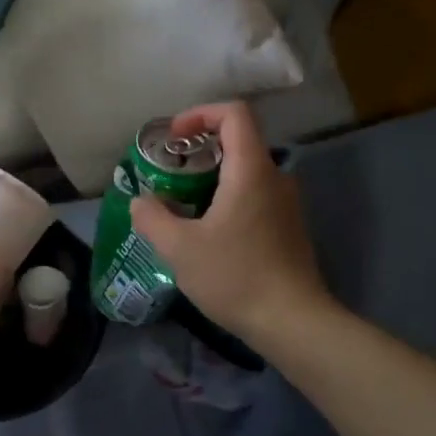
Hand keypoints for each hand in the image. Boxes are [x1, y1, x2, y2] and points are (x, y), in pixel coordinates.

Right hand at [128, 102, 331, 343]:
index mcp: (251, 170)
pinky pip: (255, 194)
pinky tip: (208, 231)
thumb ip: (153, 218)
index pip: (234, 113)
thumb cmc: (236, 277)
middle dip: (200, 148)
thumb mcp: (180, 249)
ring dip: (212, 176)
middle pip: (239, 139)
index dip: (200, 114)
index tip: (174, 138)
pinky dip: (228, 196)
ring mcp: (286, 203)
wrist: (293, 322)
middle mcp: (275, 177)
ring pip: (246, 170)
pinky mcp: (288, 226)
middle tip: (171, 173)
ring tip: (183, 204)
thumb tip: (141, 201)